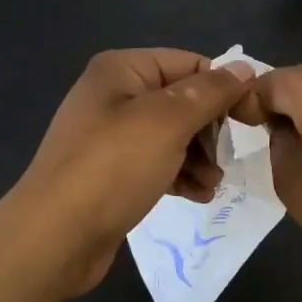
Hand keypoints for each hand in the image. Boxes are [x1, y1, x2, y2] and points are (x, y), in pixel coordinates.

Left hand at [7, 49, 255, 296]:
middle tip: (226, 160)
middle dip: (209, 130)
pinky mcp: (110, 171)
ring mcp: (110, 135)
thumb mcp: (168, 122)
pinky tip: (198, 196)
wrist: (53, 238)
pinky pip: (157, 162)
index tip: (248, 120)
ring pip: (173, 134)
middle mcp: (114, 94)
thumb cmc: (113, 168)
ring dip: (199, 157)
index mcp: (122, 70)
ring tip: (213, 184)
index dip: (222, 89)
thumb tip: (245, 68)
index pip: (189, 64)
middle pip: (182, 100)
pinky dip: (180, 174)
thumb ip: (210, 92)